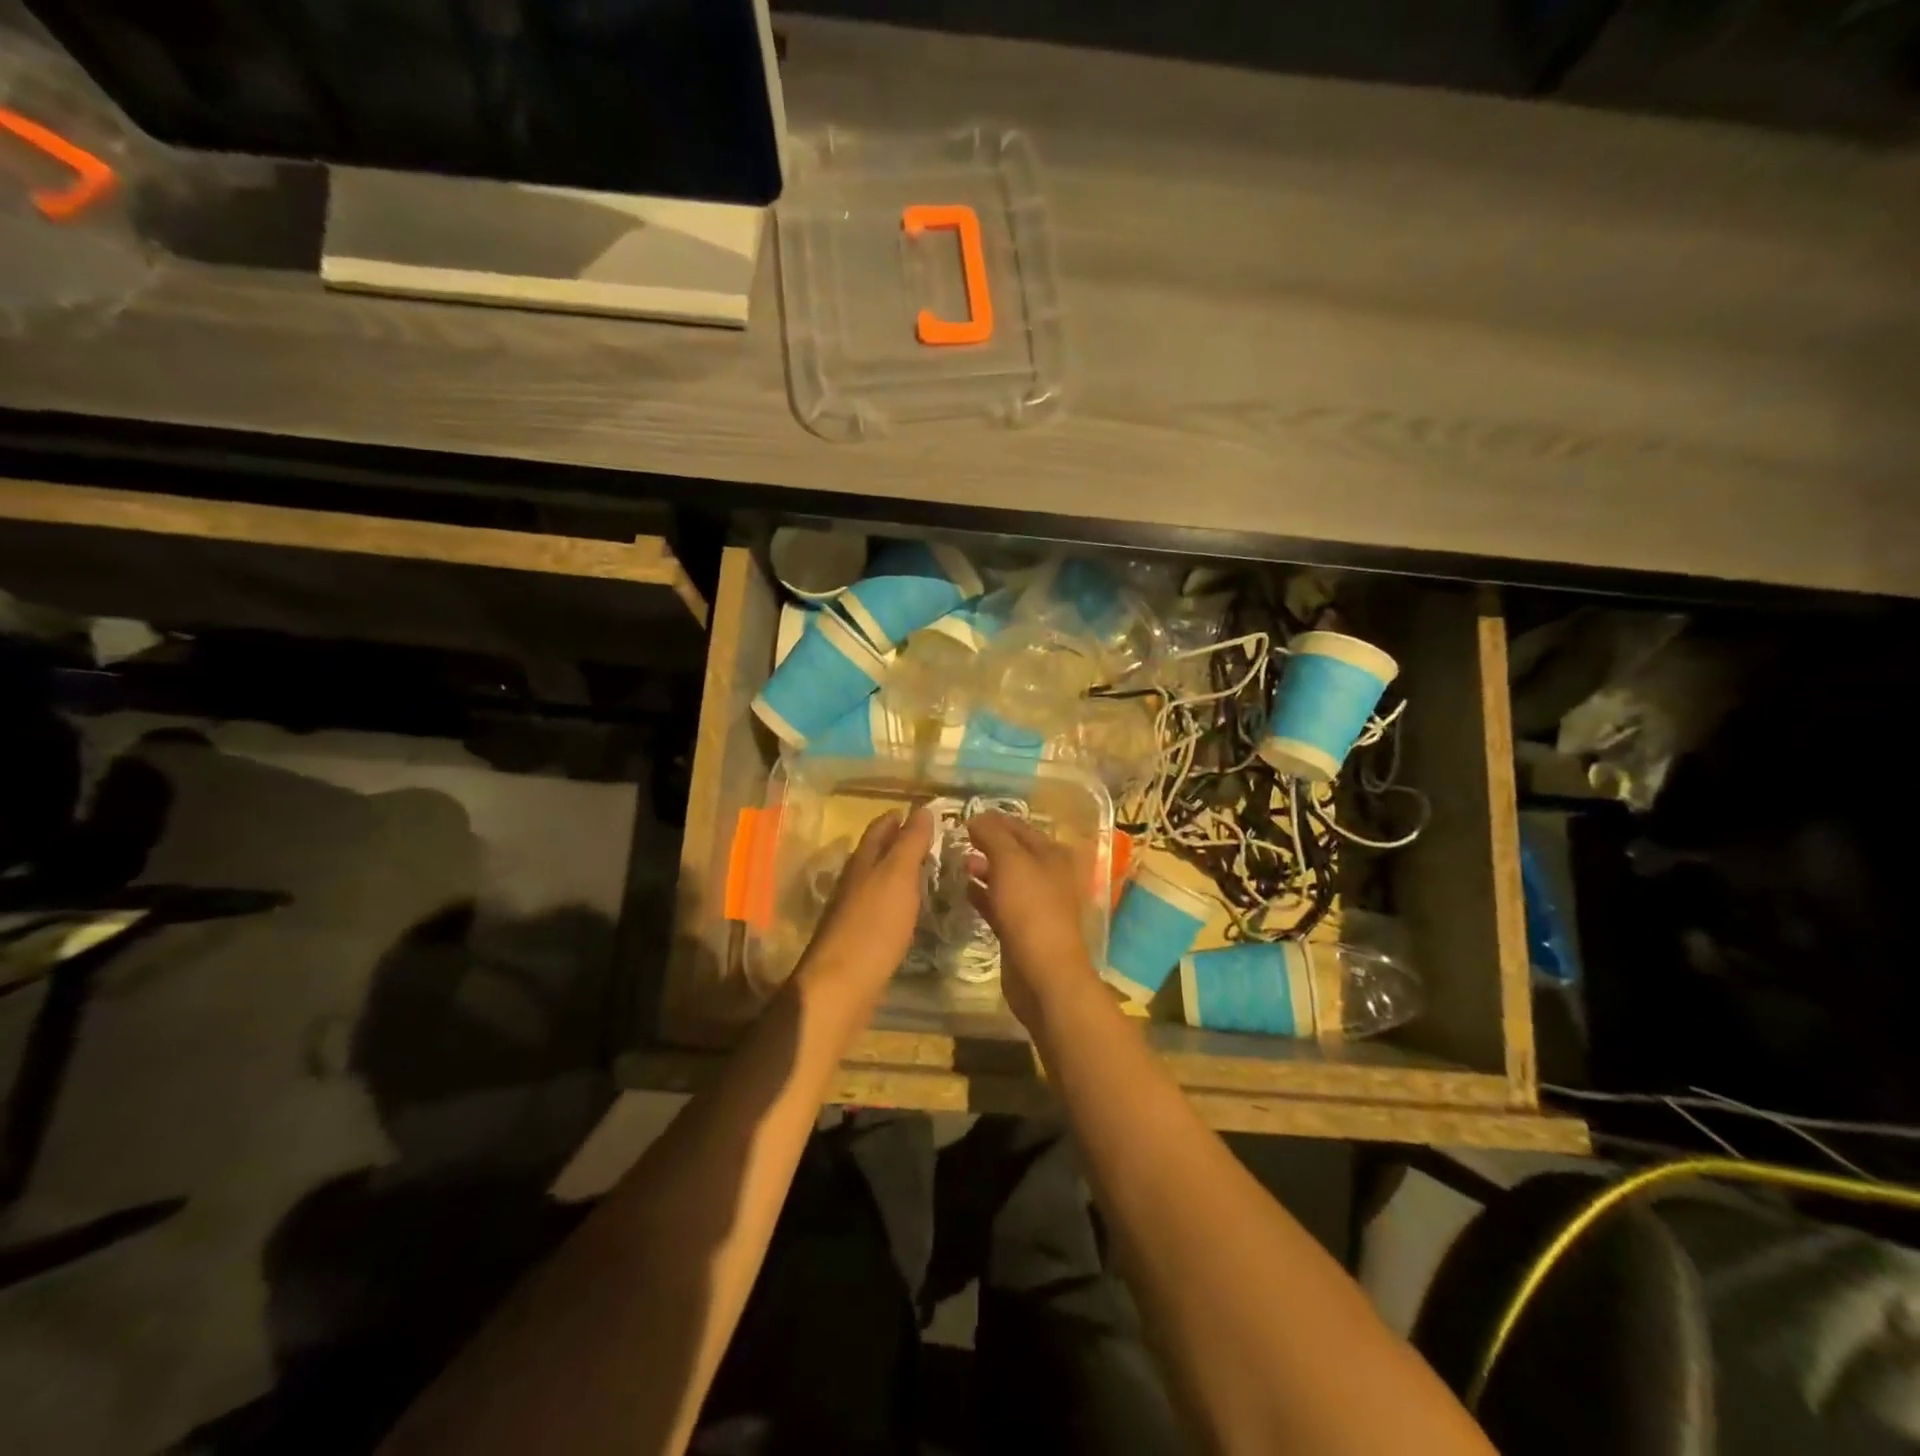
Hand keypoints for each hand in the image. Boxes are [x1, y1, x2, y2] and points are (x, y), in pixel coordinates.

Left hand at [795, 807, 934, 1029]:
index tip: (925, 812)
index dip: (900, 817)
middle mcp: (854, 880)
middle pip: (876, 853)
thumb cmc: (874, 925)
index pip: (880, 827)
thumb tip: (922, 809)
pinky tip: (911, 909)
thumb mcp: (898, 876)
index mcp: (863, 861)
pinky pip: (881, 908)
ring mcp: (853, 910)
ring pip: (878, 880)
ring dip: (899, 872)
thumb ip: (910, 842)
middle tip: (933, 840)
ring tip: (928, 871)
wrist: (842, 986)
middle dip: (899, 842)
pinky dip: (897, 900)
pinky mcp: (859, 938)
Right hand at [965, 812, 1102, 1029]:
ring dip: (983, 869)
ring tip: (957, 863)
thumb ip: (992, 835)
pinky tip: (963, 890)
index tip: (963, 818)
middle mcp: (1048, 875)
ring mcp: (1036, 904)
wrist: (1043, 973)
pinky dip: (983, 895)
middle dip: (987, 844)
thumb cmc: (1030, 909)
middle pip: (1014, 852)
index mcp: (1052, 854)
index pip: (1020, 827)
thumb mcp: (1010, 861)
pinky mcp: (1022, 929)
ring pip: (1006, 878)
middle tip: (956, 840)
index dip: (993, 820)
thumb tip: (976, 818)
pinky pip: (999, 903)